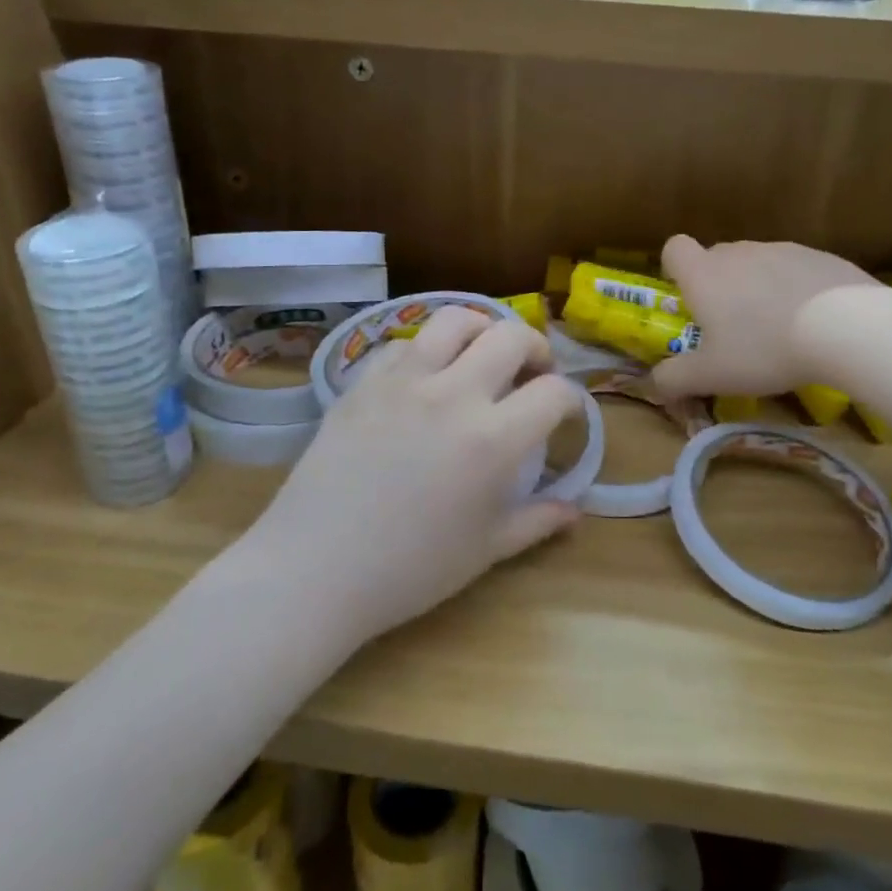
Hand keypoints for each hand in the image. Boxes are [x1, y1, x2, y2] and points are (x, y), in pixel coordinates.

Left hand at [240, 308, 583, 646]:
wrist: (315, 568)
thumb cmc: (409, 569)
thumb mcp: (485, 550)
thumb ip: (537, 521)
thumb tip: (576, 510)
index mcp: (493, 438)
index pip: (553, 392)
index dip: (571, 400)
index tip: (565, 415)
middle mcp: (453, 394)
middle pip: (511, 336)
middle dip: (536, 348)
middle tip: (532, 373)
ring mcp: (403, 381)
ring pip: (455, 320)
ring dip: (481, 330)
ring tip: (482, 355)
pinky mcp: (363, 382)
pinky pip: (404, 344)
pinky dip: (427, 351)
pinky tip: (425, 377)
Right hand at [652, 235, 875, 397]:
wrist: (848, 328)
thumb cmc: (763, 349)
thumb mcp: (710, 376)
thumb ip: (673, 379)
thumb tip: (654, 383)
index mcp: (704, 273)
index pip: (675, 248)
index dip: (674, 269)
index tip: (686, 297)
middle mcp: (739, 252)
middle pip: (717, 258)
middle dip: (718, 287)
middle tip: (732, 329)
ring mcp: (782, 250)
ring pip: (757, 264)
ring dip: (757, 289)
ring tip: (778, 330)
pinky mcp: (821, 257)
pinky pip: (795, 270)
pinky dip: (795, 290)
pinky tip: (814, 323)